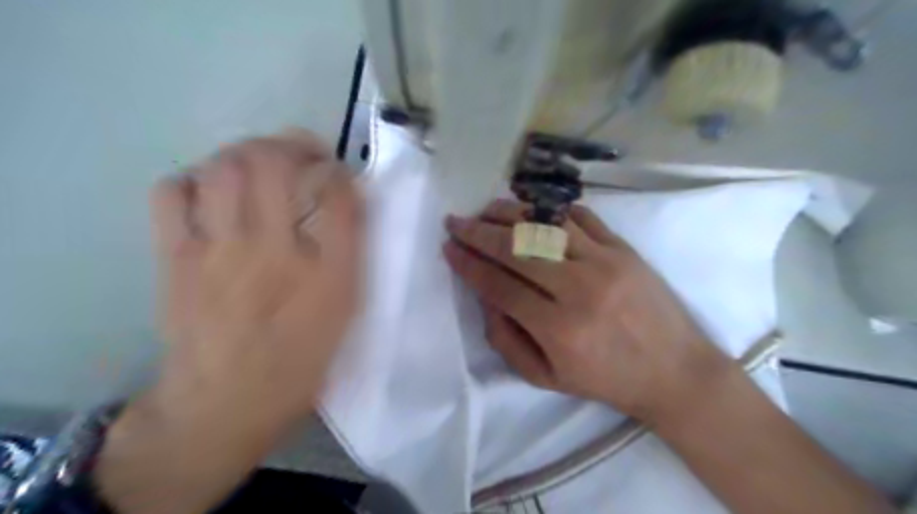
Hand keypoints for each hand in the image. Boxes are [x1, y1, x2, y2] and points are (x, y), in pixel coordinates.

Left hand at [144, 128, 362, 436]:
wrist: (224, 403)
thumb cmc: (299, 359)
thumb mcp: (344, 311)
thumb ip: (350, 253)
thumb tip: (348, 202)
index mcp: (326, 274)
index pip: (338, 194)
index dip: (340, 171)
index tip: (340, 172)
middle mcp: (273, 254)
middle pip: (273, 164)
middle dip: (293, 144)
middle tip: (304, 153)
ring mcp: (217, 252)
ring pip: (224, 167)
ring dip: (248, 152)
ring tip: (262, 163)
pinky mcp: (176, 258)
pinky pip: (174, 193)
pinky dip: (196, 178)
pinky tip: (214, 192)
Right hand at [444, 199, 731, 422]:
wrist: (676, 371)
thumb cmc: (607, 379)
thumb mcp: (547, 378)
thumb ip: (506, 341)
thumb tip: (485, 297)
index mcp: (559, 328)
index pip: (499, 285)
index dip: (468, 264)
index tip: (449, 248)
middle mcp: (579, 288)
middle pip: (517, 249)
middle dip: (479, 232)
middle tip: (456, 221)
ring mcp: (605, 262)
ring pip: (546, 225)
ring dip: (510, 212)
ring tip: (487, 209)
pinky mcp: (624, 248)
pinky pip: (581, 217)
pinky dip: (551, 209)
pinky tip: (531, 208)